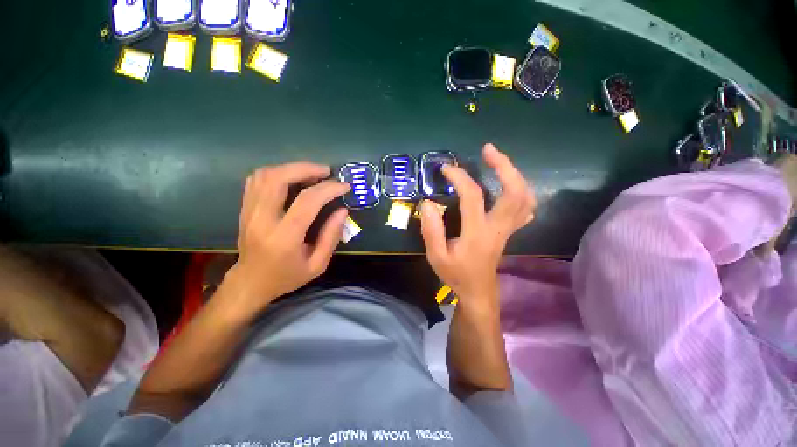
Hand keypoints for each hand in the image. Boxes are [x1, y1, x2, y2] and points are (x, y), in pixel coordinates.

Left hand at [223, 162, 349, 314]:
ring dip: (291, 168)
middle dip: (305, 169)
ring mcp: (249, 212)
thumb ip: (331, 236)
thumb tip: (342, 210)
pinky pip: (256, 180)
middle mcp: (262, 220)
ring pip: (265, 175)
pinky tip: (292, 178)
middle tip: (326, 171)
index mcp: (284, 238)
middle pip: (278, 179)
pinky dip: (277, 172)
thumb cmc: (287, 276)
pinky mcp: (244, 208)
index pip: (307, 202)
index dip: (328, 189)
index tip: (344, 186)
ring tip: (312, 173)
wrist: (251, 283)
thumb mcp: (318, 265)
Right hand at [420, 144, 535, 303]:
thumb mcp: (436, 256)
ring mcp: (508, 229)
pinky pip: (525, 208)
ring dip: (514, 175)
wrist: (477, 291)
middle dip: (504, 166)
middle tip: (488, 150)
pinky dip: (521, 191)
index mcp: (478, 232)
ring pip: (525, 198)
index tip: (446, 168)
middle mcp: (498, 227)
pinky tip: (509, 185)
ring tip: (498, 162)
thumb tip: (428, 203)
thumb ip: (431, 230)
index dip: (460, 177)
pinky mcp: (509, 231)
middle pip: (515, 191)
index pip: (473, 196)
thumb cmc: (456, 274)